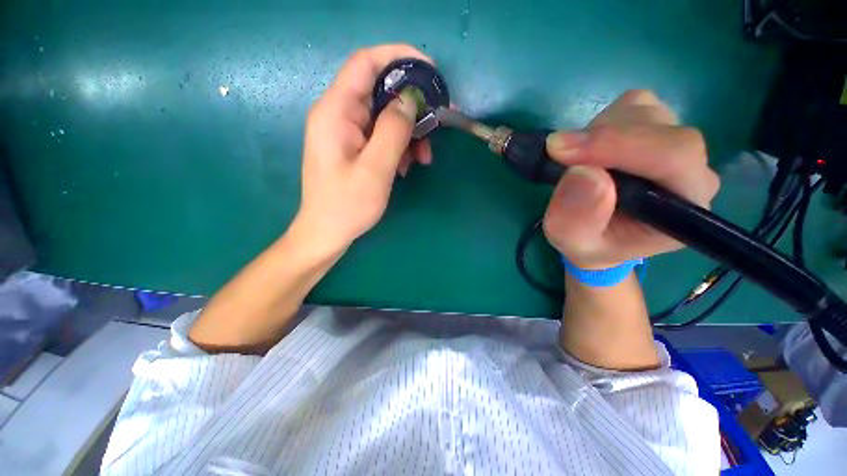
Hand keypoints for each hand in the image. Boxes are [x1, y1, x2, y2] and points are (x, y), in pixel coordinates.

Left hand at [294, 45, 433, 251]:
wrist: (328, 232)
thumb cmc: (347, 205)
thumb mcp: (375, 169)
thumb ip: (393, 130)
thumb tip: (411, 99)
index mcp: (336, 112)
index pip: (366, 64)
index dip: (398, 57)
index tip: (431, 71)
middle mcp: (339, 115)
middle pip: (380, 91)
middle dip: (412, 105)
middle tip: (438, 123)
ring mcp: (347, 132)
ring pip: (386, 116)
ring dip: (409, 132)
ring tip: (424, 157)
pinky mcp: (355, 147)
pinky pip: (382, 136)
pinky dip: (400, 146)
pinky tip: (408, 166)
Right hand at [542, 90, 719, 268]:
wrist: (603, 236)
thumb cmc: (592, 245)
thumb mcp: (574, 245)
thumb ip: (577, 221)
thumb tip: (581, 172)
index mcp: (685, 206)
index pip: (673, 157)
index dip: (619, 146)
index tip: (562, 151)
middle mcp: (692, 167)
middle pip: (656, 126)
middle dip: (601, 138)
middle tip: (559, 156)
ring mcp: (675, 142)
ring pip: (641, 111)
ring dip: (597, 132)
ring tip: (575, 161)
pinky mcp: (656, 127)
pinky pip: (630, 106)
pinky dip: (599, 124)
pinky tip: (589, 151)